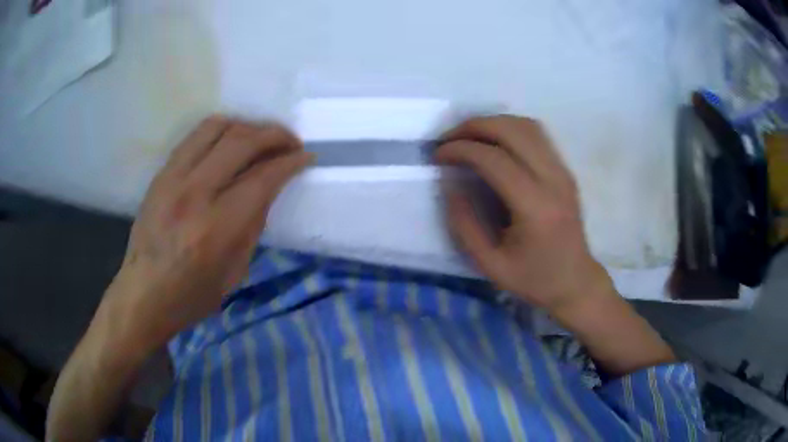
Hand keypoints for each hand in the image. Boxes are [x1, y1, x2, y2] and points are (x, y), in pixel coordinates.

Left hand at [107, 116, 311, 348]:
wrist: (144, 293)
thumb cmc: (192, 294)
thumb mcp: (234, 271)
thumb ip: (253, 225)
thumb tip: (268, 188)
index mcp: (217, 228)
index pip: (262, 178)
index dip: (290, 162)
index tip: (306, 157)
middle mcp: (194, 194)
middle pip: (242, 142)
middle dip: (275, 135)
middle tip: (290, 142)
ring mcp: (173, 178)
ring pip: (217, 127)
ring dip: (247, 126)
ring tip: (261, 137)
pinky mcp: (162, 174)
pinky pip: (195, 136)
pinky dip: (221, 130)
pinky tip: (231, 140)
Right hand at [436, 115, 612, 311]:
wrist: (575, 281)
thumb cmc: (534, 279)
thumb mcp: (490, 264)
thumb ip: (464, 224)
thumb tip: (450, 184)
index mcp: (535, 207)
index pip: (494, 159)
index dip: (461, 149)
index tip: (438, 155)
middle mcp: (553, 180)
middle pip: (512, 130)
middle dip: (474, 126)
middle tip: (449, 138)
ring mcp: (563, 171)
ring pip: (526, 125)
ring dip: (492, 123)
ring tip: (468, 136)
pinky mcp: (565, 170)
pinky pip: (537, 134)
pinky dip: (510, 128)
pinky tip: (494, 141)